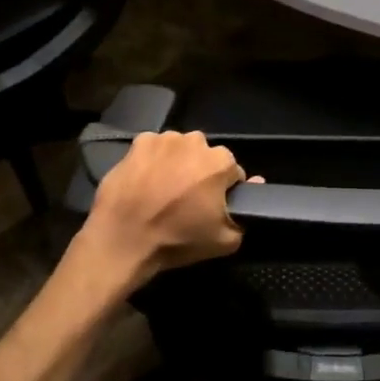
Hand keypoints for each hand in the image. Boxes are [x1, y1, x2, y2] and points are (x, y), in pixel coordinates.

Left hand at [82, 130, 253, 287]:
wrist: (123, 240)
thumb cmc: (177, 240)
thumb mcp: (225, 240)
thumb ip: (246, 212)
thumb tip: (256, 183)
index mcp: (220, 162)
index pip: (232, 172)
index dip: (224, 190)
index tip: (211, 207)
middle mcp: (195, 142)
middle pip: (206, 156)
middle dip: (200, 173)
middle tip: (186, 200)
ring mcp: (164, 139)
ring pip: (179, 149)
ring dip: (177, 163)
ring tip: (163, 190)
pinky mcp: (138, 142)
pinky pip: (154, 148)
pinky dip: (153, 160)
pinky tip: (144, 181)